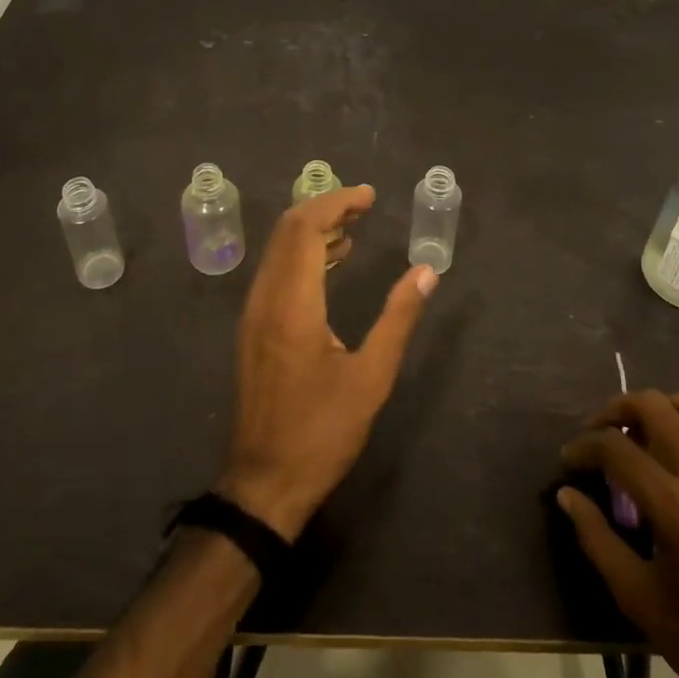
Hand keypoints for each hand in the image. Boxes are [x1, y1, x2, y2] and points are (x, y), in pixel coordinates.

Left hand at [216, 186, 436, 539]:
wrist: (265, 481)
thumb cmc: (322, 431)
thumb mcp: (372, 377)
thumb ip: (398, 318)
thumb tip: (426, 272)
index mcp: (292, 303)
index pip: (305, 228)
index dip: (336, 203)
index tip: (369, 196)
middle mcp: (265, 298)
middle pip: (287, 230)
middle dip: (324, 208)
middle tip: (364, 205)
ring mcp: (253, 314)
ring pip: (277, 250)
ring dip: (311, 230)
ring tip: (353, 231)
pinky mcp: (252, 329)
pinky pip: (274, 272)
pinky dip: (301, 255)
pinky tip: (330, 265)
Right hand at [559, 393, 678, 677]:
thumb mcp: (643, 604)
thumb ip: (598, 541)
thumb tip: (567, 495)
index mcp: (676, 507)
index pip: (615, 447)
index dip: (583, 447)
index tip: (569, 462)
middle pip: (654, 405)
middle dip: (616, 410)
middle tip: (600, 435)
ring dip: (660, 410)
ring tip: (644, 436)